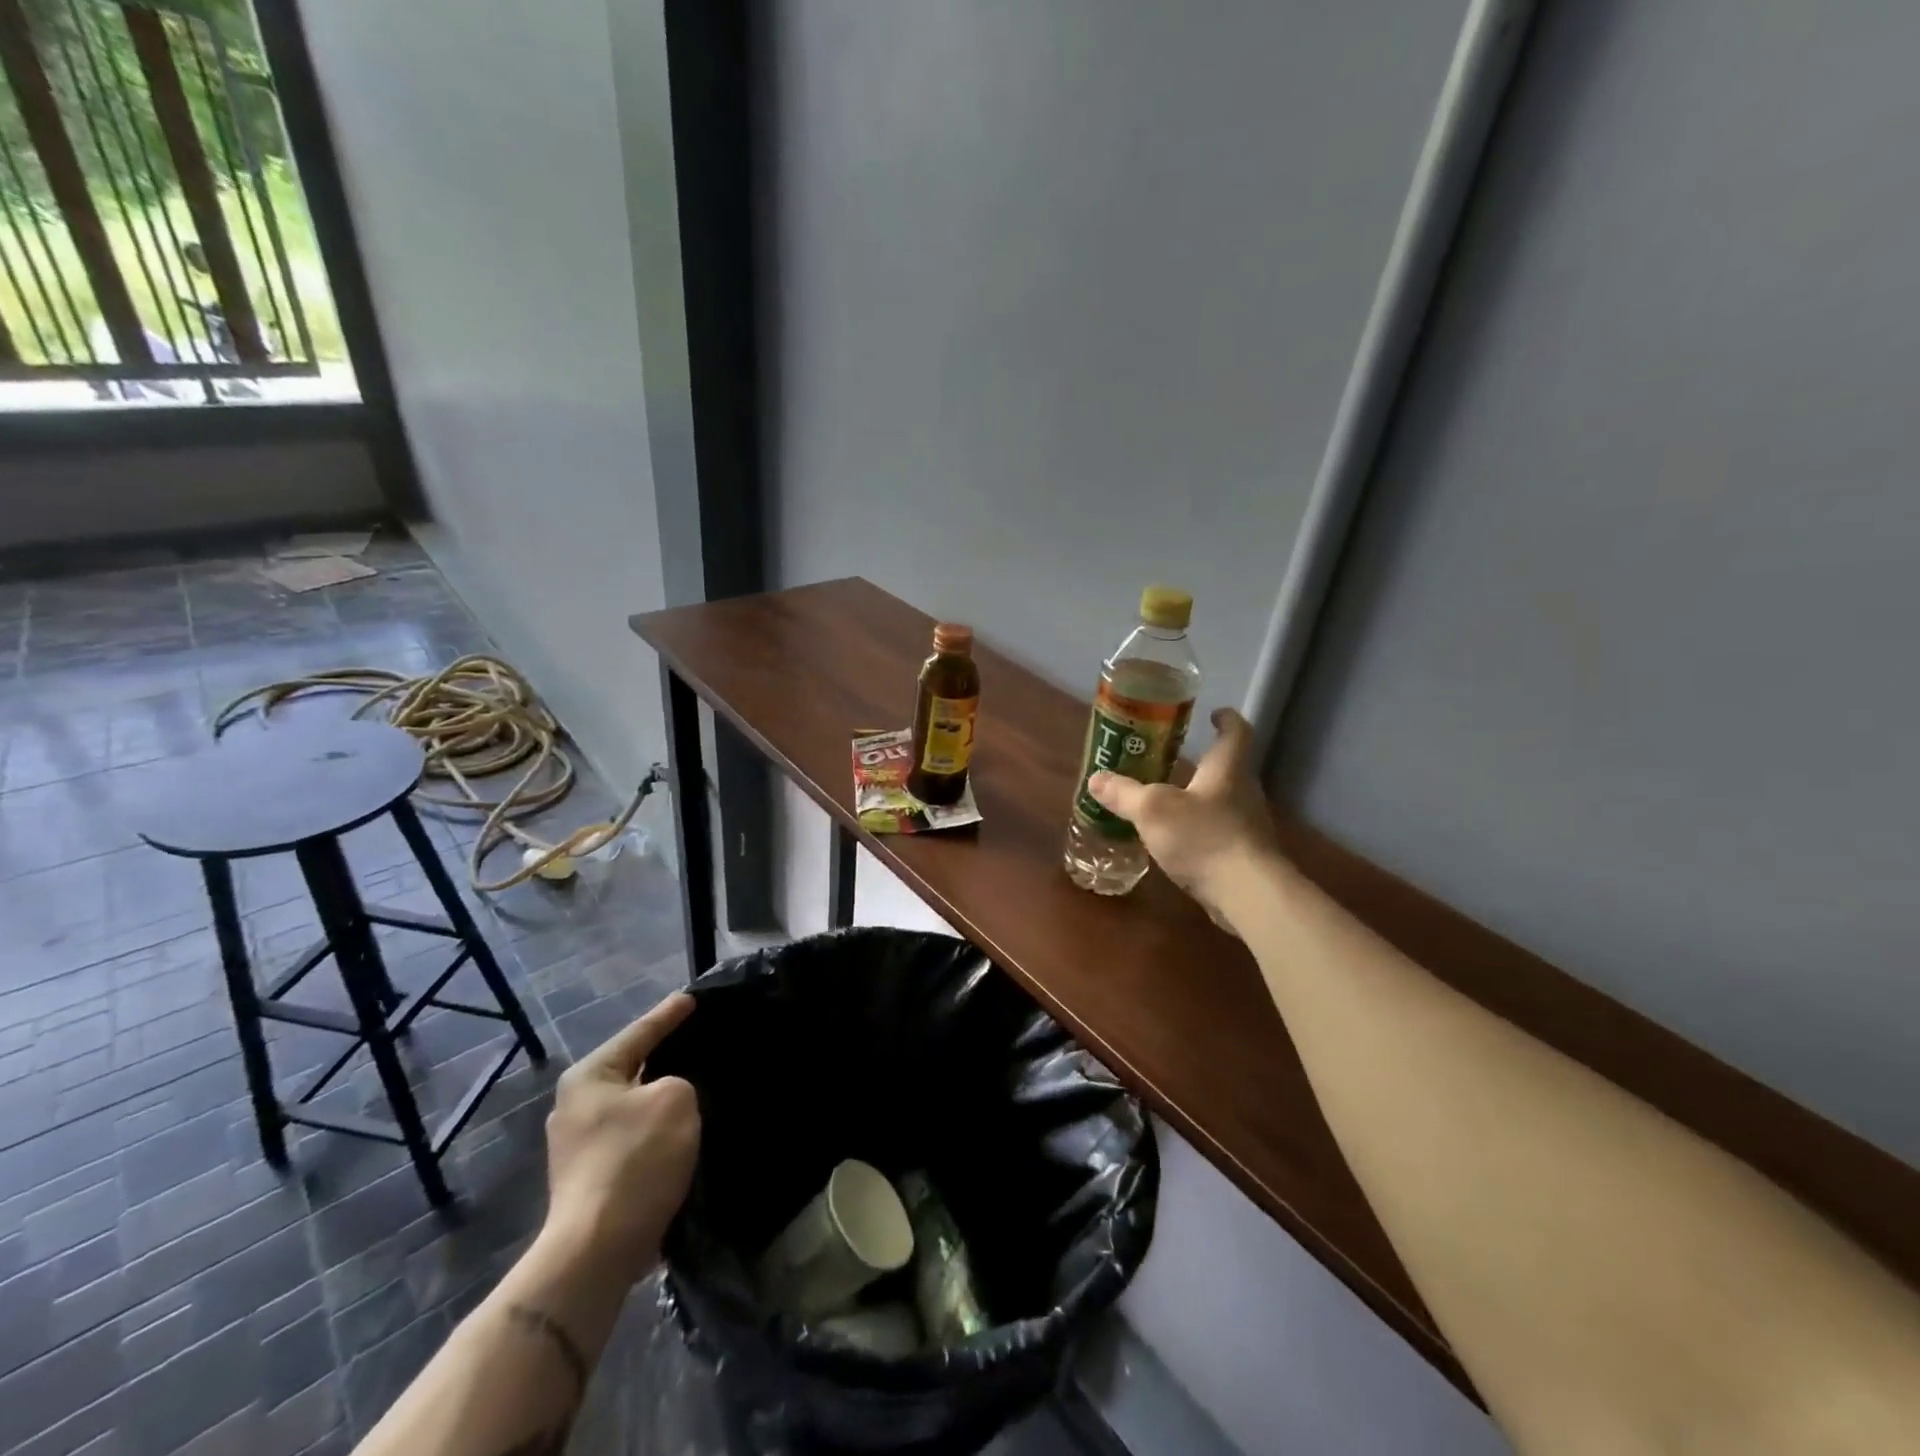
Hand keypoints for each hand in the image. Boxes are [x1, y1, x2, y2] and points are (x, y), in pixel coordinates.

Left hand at [543, 993, 700, 1283]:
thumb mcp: (675, 1098)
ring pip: (633, 1105)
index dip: (669, 1014)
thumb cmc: (636, 1160)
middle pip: (632, 1068)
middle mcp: (575, 1105)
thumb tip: (669, 1096)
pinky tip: (680, 1131)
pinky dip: (655, 1129)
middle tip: (698, 1040)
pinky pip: (632, 1136)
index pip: (640, 1032)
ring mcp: (577, 1145)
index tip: (692, 998)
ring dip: (661, 1099)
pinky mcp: (589, 1178)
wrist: (597, 1250)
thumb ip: (679, 1081)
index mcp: (589, 1076)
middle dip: (664, 1057)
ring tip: (696, 1086)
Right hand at [1085, 707, 1283, 923]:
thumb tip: (1096, 779)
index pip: (1236, 732)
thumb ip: (1124, 793)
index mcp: (1227, 769)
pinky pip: (1220, 832)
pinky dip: (1201, 830)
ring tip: (1169, 800)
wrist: (1248, 894)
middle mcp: (1243, 792)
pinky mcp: (1245, 856)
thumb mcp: (1153, 811)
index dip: (1226, 720)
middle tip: (1173, 758)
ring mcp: (1247, 826)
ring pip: (1224, 802)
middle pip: (1228, 768)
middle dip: (1204, 762)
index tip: (1215, 714)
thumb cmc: (1204, 837)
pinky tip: (1178, 842)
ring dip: (1200, 797)